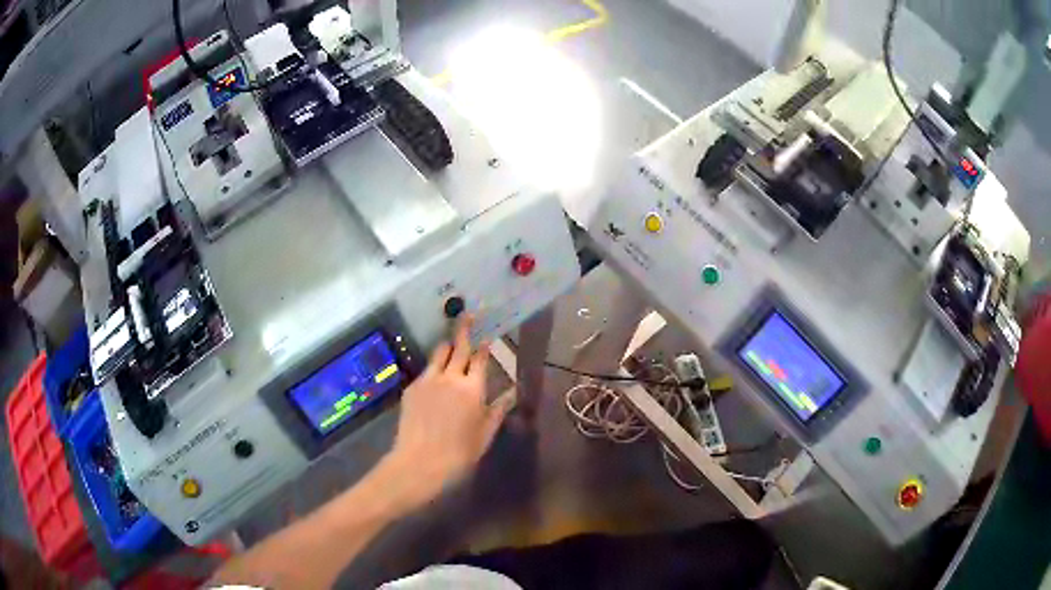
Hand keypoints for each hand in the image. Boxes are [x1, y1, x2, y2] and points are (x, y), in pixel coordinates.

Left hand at [382, 316, 512, 507]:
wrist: (420, 461)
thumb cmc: (459, 452)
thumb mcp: (485, 434)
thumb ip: (497, 410)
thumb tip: (512, 393)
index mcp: (473, 388)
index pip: (480, 359)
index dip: (485, 346)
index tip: (487, 335)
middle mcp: (450, 377)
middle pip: (459, 346)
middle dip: (464, 327)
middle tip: (468, 313)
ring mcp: (428, 380)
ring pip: (439, 353)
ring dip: (448, 346)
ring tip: (451, 344)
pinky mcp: (412, 387)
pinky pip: (426, 370)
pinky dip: (434, 368)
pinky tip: (435, 378)